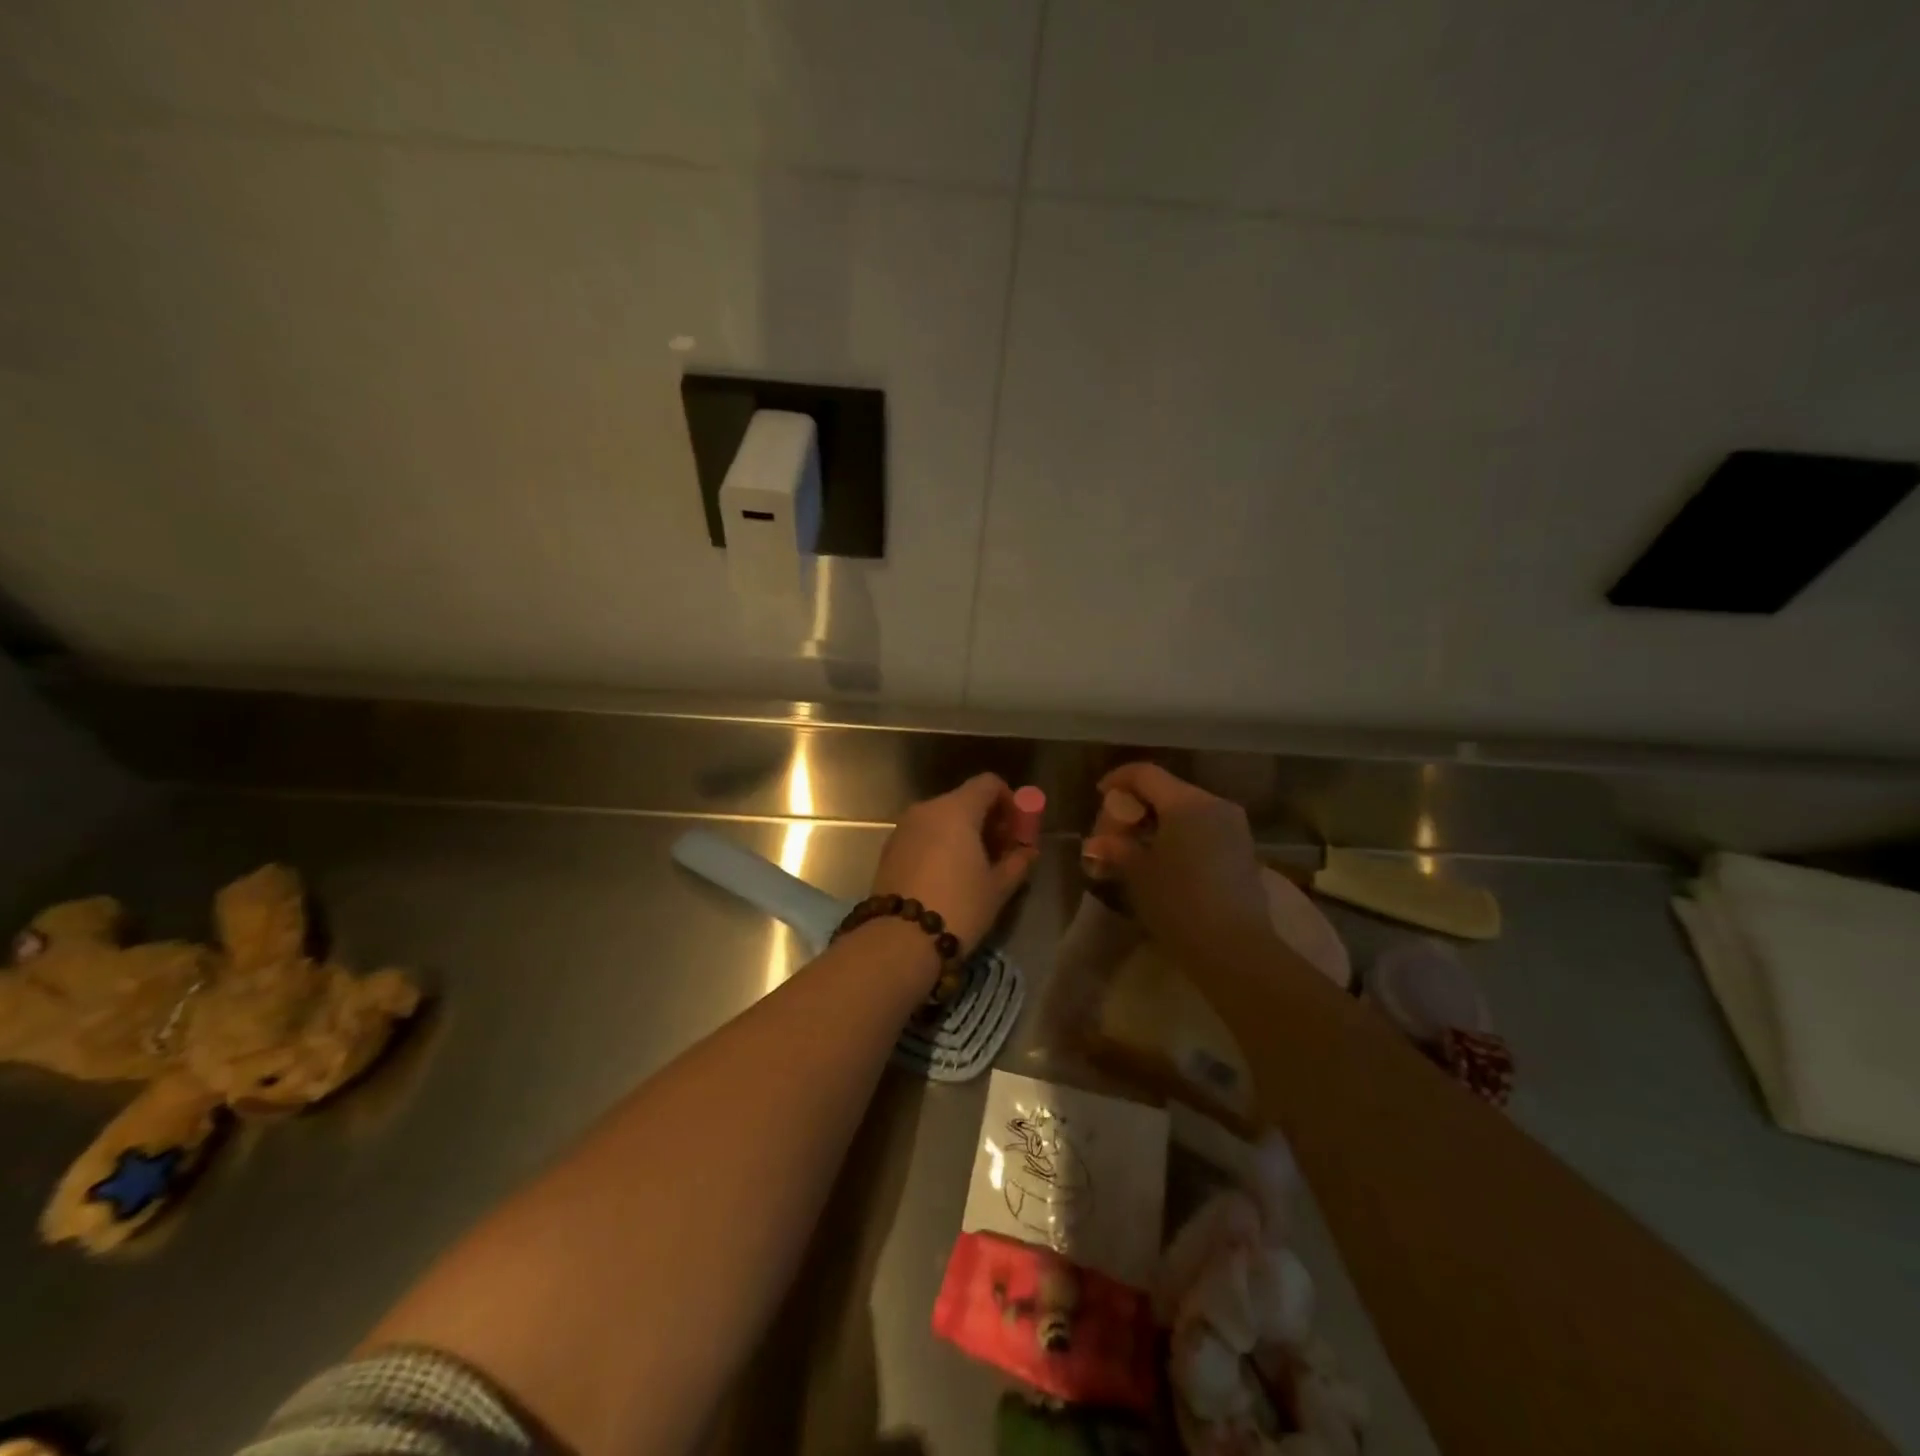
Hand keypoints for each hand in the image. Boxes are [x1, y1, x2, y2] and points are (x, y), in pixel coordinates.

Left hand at [871, 774, 1037, 953]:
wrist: (899, 940)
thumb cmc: (959, 907)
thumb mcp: (997, 887)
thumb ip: (1017, 862)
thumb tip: (1028, 851)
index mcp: (956, 809)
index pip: (988, 784)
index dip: (1009, 801)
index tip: (1018, 830)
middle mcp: (926, 809)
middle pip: (964, 800)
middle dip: (987, 820)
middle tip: (1002, 852)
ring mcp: (903, 828)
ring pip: (941, 819)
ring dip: (962, 834)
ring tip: (976, 868)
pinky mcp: (889, 849)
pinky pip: (923, 835)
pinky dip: (940, 845)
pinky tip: (948, 876)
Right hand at [1083, 763, 1273, 964]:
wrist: (1233, 948)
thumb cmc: (1178, 902)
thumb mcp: (1137, 873)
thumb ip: (1116, 848)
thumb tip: (1098, 843)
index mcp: (1186, 802)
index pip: (1145, 774)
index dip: (1118, 780)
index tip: (1099, 794)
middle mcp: (1214, 805)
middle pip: (1167, 790)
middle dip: (1137, 806)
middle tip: (1113, 832)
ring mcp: (1234, 828)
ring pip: (1187, 811)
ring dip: (1158, 822)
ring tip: (1136, 849)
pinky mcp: (1243, 851)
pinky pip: (1203, 829)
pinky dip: (1179, 836)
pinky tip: (1164, 861)